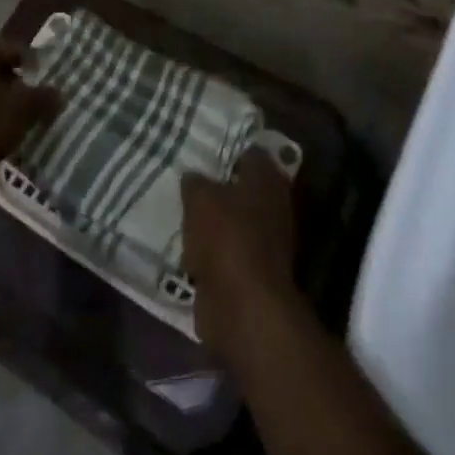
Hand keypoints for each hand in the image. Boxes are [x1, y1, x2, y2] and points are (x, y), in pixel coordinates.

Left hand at [0, 37, 59, 216]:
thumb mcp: (24, 108)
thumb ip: (44, 96)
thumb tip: (58, 93)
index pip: (14, 48)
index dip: (36, 65)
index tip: (51, 84)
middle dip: (21, 84)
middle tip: (42, 102)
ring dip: (6, 103)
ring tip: (27, 120)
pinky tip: (5, 134)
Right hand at [180, 149, 298, 356]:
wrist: (244, 307)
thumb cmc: (227, 239)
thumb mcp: (200, 199)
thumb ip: (195, 182)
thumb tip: (193, 176)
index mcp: (267, 179)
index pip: (249, 152)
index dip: (226, 149)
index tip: (201, 146)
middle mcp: (273, 205)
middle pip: (242, 186)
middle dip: (216, 184)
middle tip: (186, 176)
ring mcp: (266, 240)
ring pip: (233, 219)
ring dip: (212, 218)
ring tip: (180, 208)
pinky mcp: (252, 270)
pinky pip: (226, 249)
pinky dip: (211, 248)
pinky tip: (186, 242)